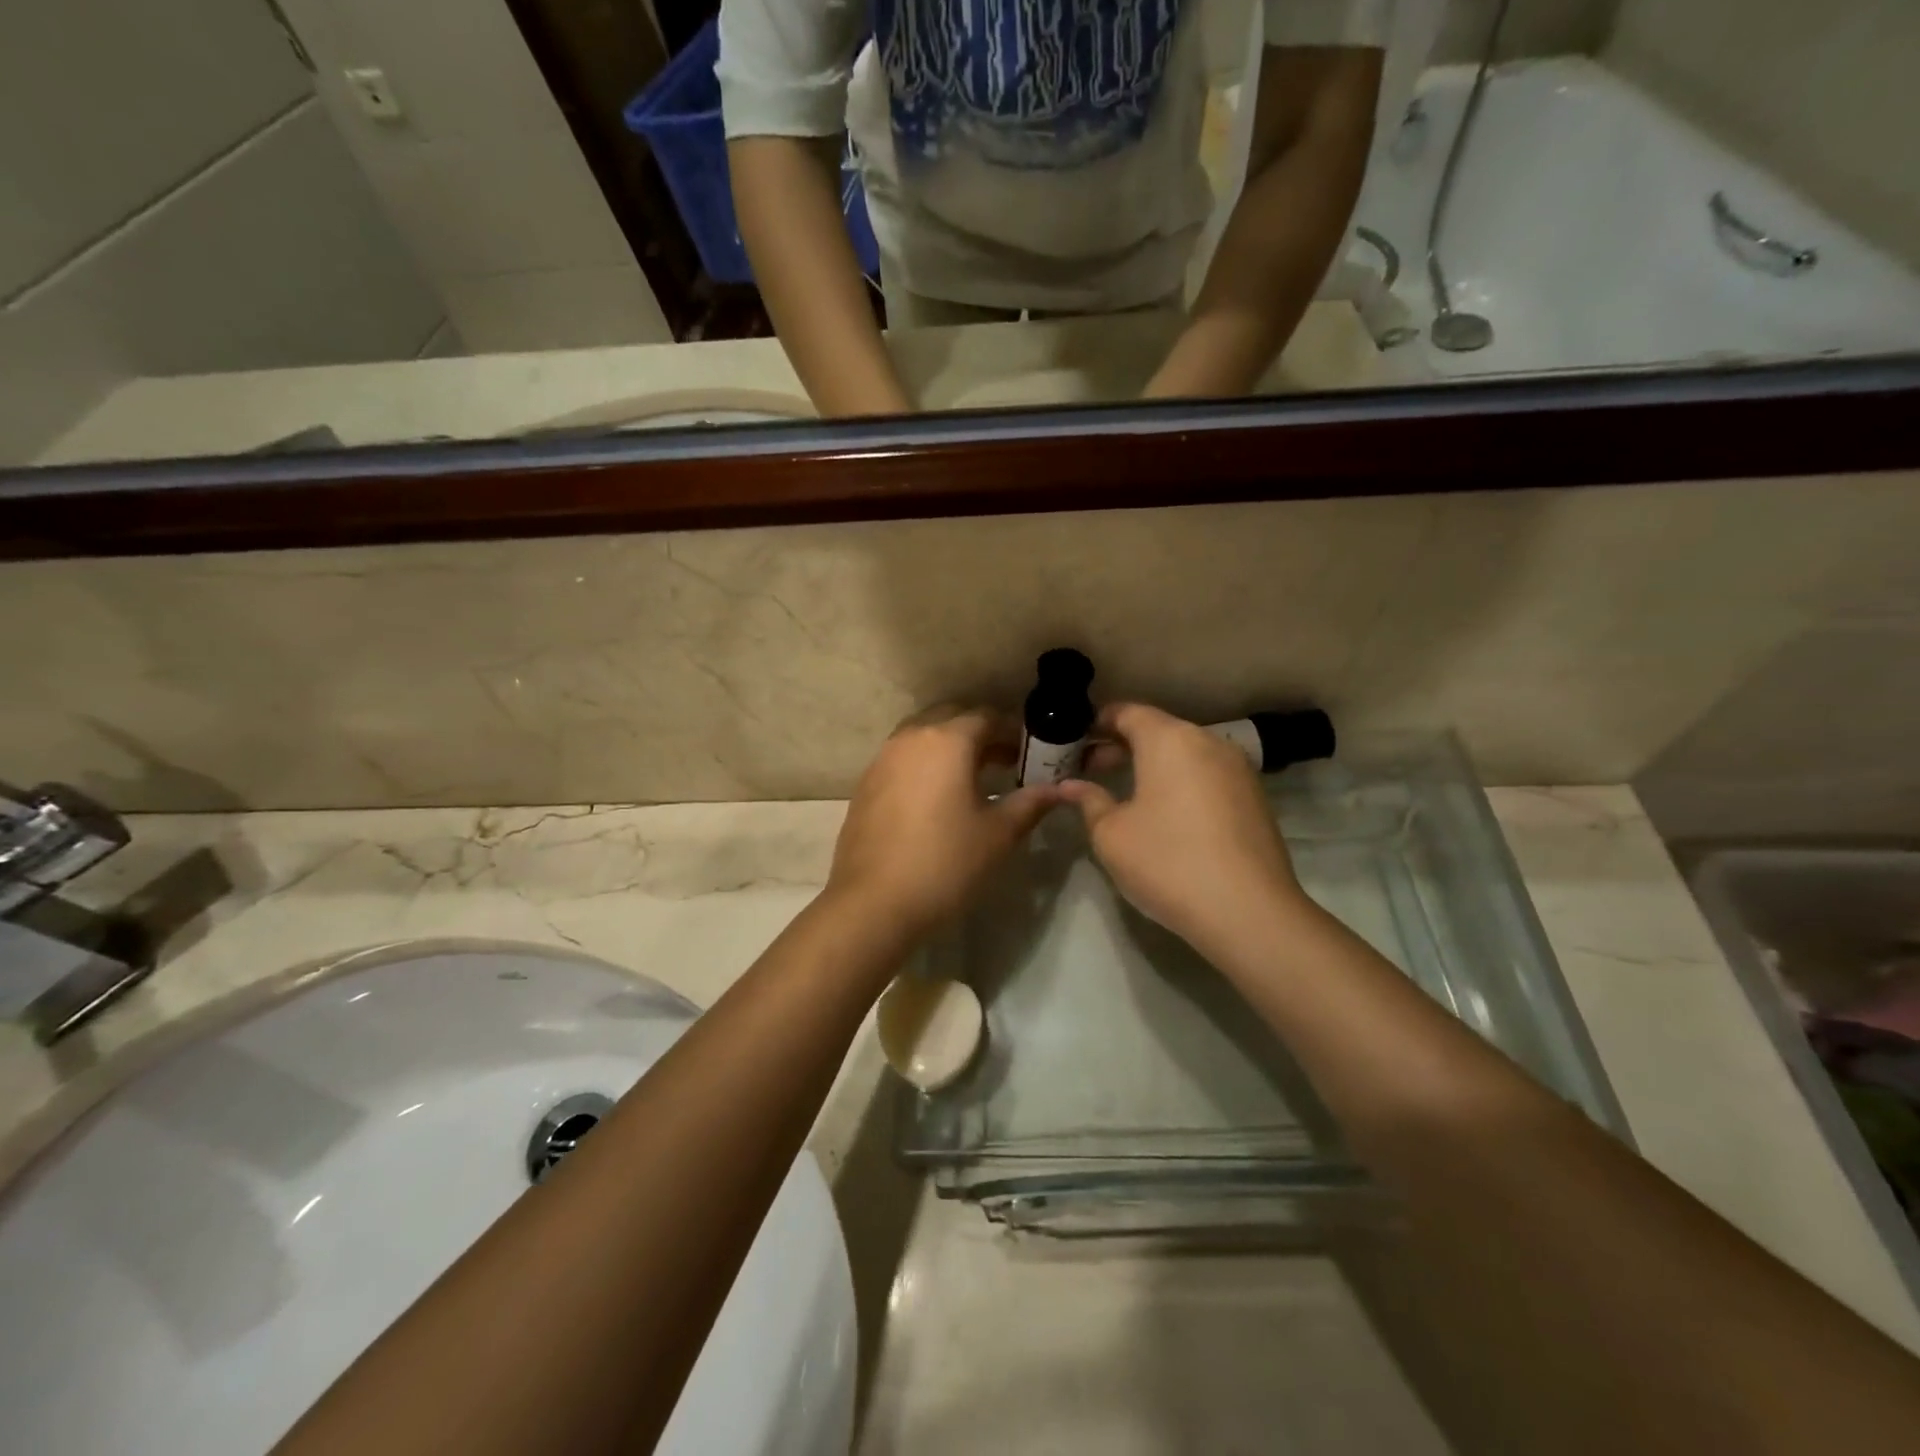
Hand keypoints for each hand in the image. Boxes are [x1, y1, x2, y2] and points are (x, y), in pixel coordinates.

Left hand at [828, 707, 1058, 940]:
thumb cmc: (945, 863)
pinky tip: (937, 798)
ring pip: (923, 736)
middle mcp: (911, 738)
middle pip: (951, 718)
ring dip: (950, 747)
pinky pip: (902, 758)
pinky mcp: (866, 783)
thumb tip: (1058, 790)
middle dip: (980, 734)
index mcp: (947, 740)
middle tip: (1005, 762)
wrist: (873, 902)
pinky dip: (925, 764)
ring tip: (973, 779)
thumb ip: (1030, 804)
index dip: (1012, 732)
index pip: (986, 717)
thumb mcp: (998, 834)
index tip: (1030, 754)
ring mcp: (882, 759)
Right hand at [1060, 703, 1306, 959]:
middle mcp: (1207, 742)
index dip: (1097, 722)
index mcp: (1169, 739)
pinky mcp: (1254, 797)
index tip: (1074, 741)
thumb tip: (1070, 786)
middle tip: (1090, 769)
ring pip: (1184, 753)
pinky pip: (1206, 774)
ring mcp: (1237, 769)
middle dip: (1121, 745)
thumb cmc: (1167, 862)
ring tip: (1125, 792)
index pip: (1127, 712)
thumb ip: (1089, 800)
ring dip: (1152, 764)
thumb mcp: (1111, 834)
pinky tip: (1164, 813)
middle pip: (1157, 730)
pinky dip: (1180, 781)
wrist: (1249, 911)